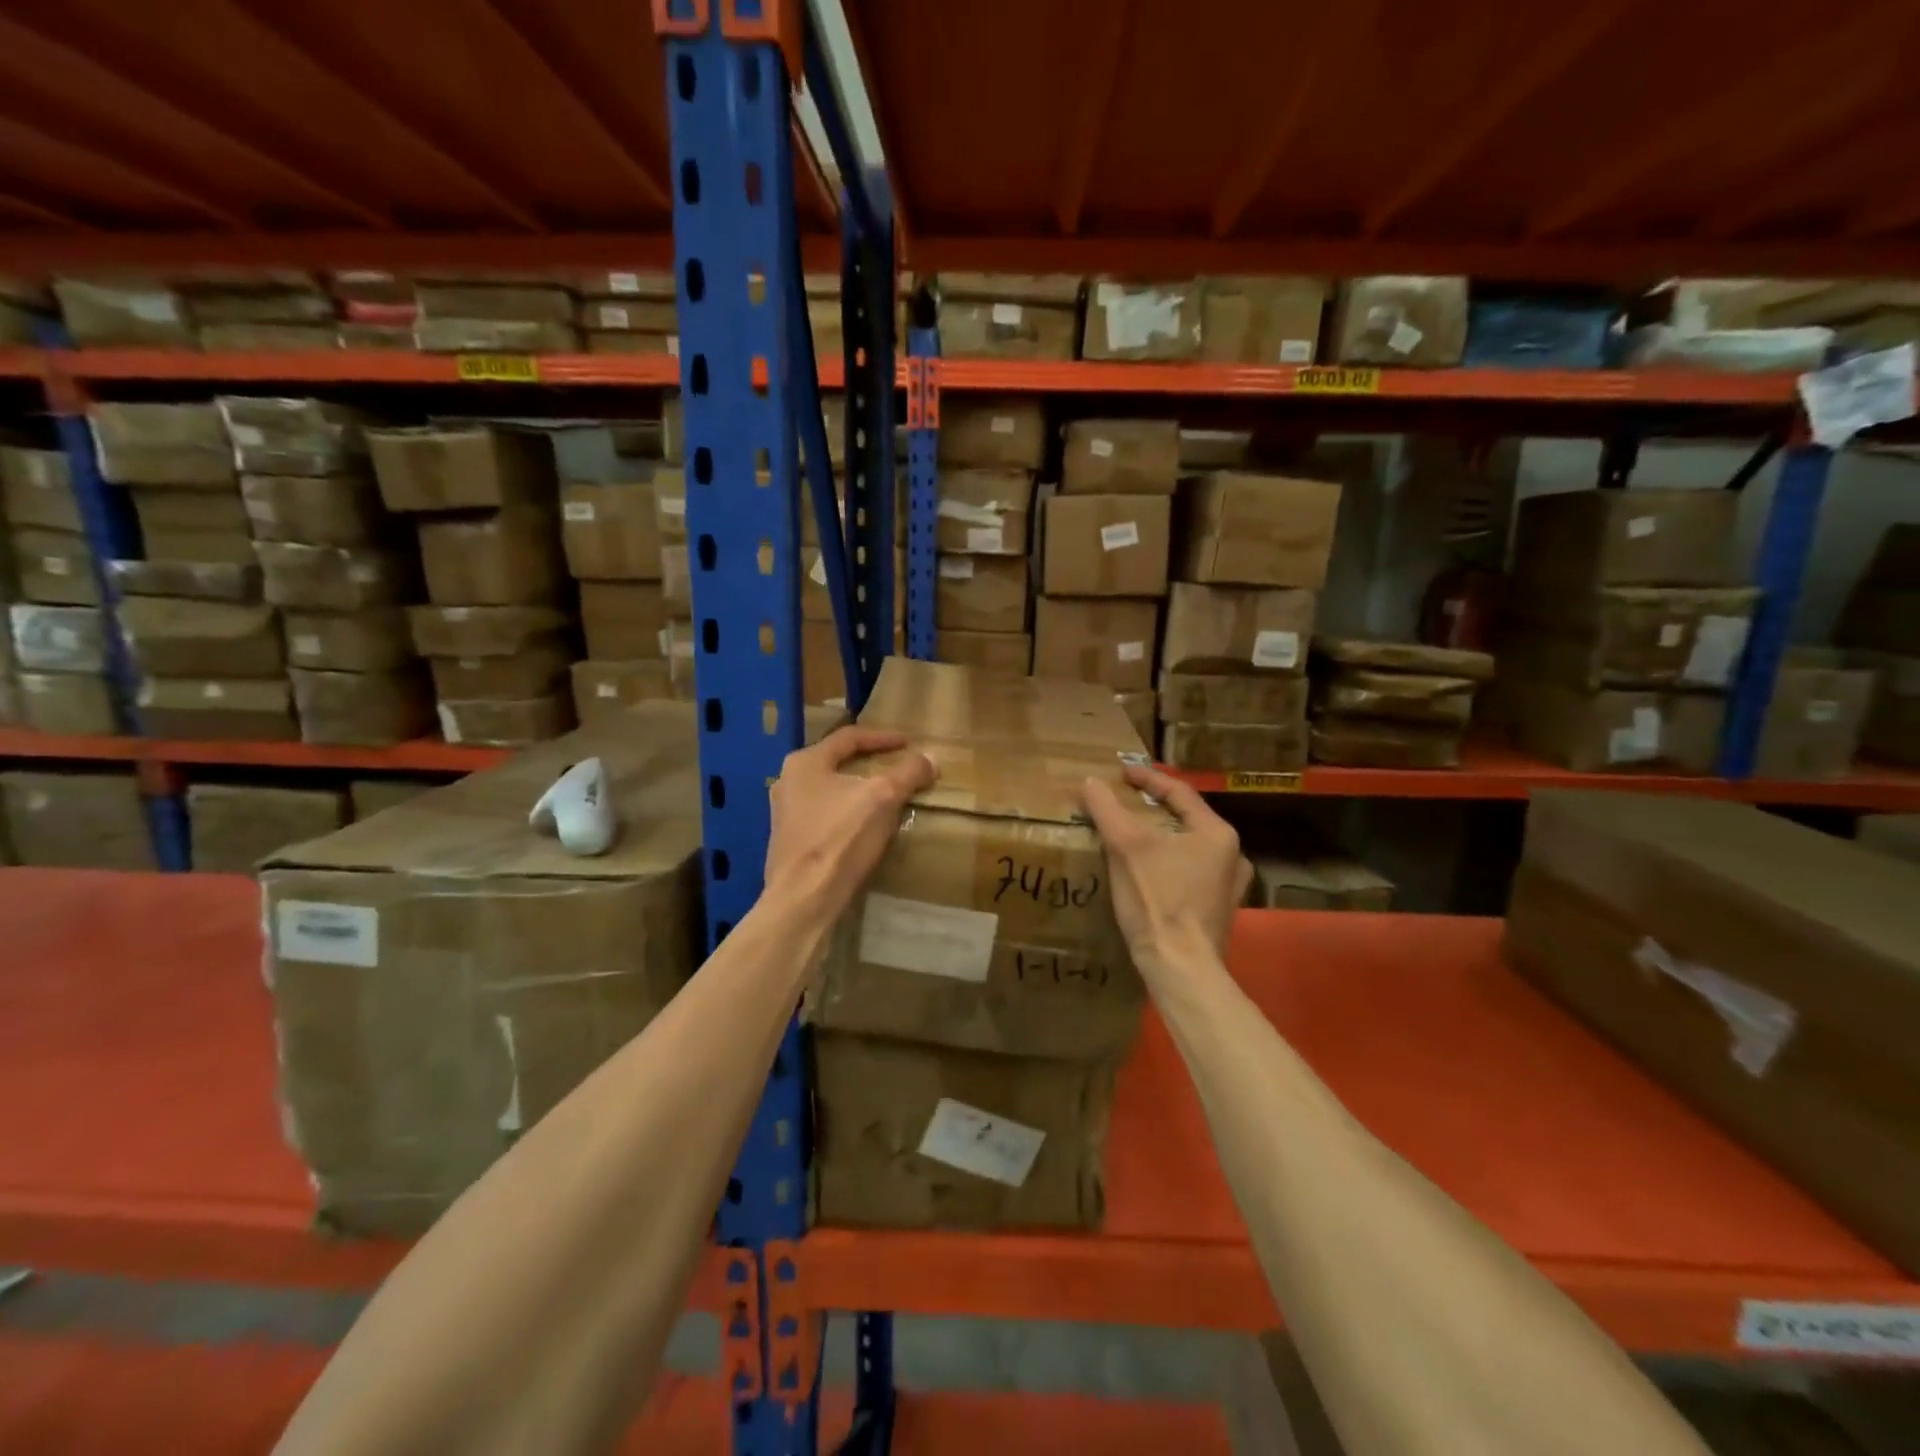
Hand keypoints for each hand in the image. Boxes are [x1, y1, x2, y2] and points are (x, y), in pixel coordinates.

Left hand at [764, 727, 936, 919]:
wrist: (804, 898)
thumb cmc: (841, 838)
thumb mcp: (883, 798)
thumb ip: (908, 773)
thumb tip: (929, 758)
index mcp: (805, 763)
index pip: (849, 737)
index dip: (883, 738)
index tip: (909, 743)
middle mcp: (788, 781)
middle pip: (838, 762)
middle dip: (870, 763)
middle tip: (897, 765)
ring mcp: (785, 813)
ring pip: (831, 790)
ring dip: (860, 789)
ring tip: (887, 795)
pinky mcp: (791, 840)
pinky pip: (826, 814)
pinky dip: (850, 811)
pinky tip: (866, 824)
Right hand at [1082, 763, 1249, 978]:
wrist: (1180, 967)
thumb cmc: (1157, 899)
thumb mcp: (1126, 846)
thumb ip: (1107, 808)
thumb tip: (1090, 782)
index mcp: (1217, 833)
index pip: (1178, 792)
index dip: (1146, 779)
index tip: (1120, 773)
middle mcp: (1232, 856)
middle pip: (1186, 819)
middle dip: (1154, 808)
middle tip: (1125, 801)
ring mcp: (1228, 886)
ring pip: (1188, 847)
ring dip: (1161, 837)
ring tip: (1133, 834)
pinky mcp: (1217, 911)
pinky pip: (1189, 873)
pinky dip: (1167, 863)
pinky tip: (1148, 871)